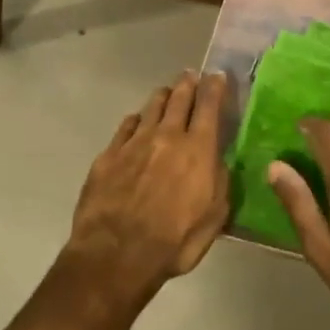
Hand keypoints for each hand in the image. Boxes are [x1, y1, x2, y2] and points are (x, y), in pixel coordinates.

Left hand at [69, 70, 229, 294]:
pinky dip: (136, 119)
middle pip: (179, 99)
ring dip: (163, 96)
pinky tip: (137, 121)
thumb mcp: (214, 218)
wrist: (116, 254)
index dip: (215, 87)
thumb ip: (220, 183)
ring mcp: (134, 143)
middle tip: (191, 75)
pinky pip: (126, 126)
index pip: (209, 106)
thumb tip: (219, 160)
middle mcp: (167, 136)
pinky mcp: (109, 154)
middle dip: (188, 84)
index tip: (217, 75)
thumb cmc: (174, 242)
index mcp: (198, 150)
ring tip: (168, 92)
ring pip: (152, 107)